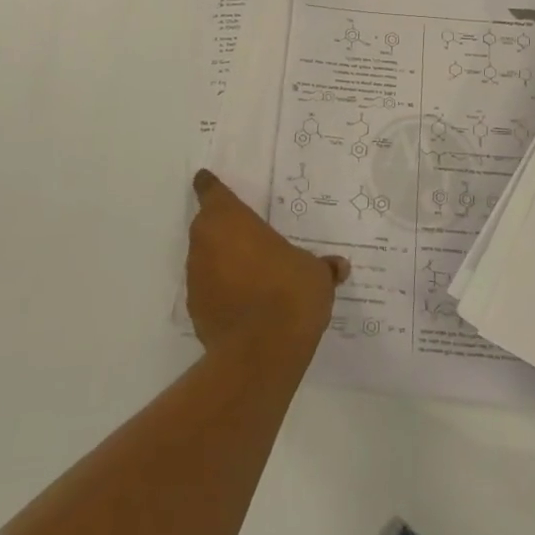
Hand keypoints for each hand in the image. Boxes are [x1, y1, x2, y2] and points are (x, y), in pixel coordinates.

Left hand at [188, 170, 346, 355]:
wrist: (261, 352)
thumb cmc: (288, 292)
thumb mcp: (315, 274)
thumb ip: (322, 266)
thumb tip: (339, 267)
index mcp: (229, 219)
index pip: (211, 190)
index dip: (211, 186)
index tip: (210, 181)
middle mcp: (205, 242)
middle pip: (207, 226)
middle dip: (223, 229)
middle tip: (248, 235)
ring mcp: (196, 278)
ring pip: (205, 259)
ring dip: (222, 262)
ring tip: (251, 274)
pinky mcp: (195, 311)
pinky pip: (208, 291)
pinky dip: (221, 292)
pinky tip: (244, 305)